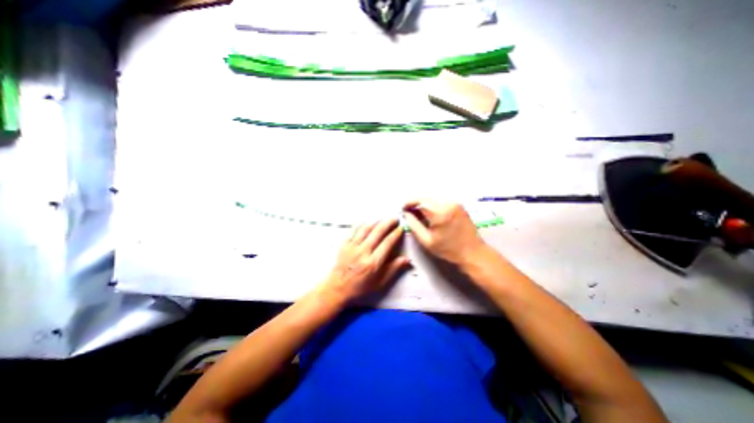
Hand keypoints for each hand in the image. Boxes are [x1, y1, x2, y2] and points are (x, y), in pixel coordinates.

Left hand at [322, 217, 409, 303]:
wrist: (337, 288)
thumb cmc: (360, 287)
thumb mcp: (379, 283)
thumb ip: (393, 269)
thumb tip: (407, 259)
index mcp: (373, 263)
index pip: (387, 243)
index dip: (396, 234)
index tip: (401, 228)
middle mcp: (363, 252)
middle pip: (378, 232)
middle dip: (388, 223)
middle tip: (395, 218)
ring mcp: (352, 247)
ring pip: (366, 229)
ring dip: (376, 221)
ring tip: (383, 218)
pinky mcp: (344, 244)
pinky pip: (353, 230)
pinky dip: (361, 224)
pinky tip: (366, 221)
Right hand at [404, 199, 486, 264]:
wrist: (472, 252)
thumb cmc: (448, 249)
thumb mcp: (426, 240)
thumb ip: (414, 225)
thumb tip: (406, 214)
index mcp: (439, 213)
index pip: (420, 201)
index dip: (409, 203)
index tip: (403, 208)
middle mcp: (448, 204)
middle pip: (427, 198)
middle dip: (416, 203)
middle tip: (409, 212)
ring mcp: (455, 204)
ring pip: (434, 199)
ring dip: (425, 204)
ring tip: (419, 214)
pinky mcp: (459, 206)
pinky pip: (442, 201)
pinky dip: (433, 205)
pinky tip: (431, 214)